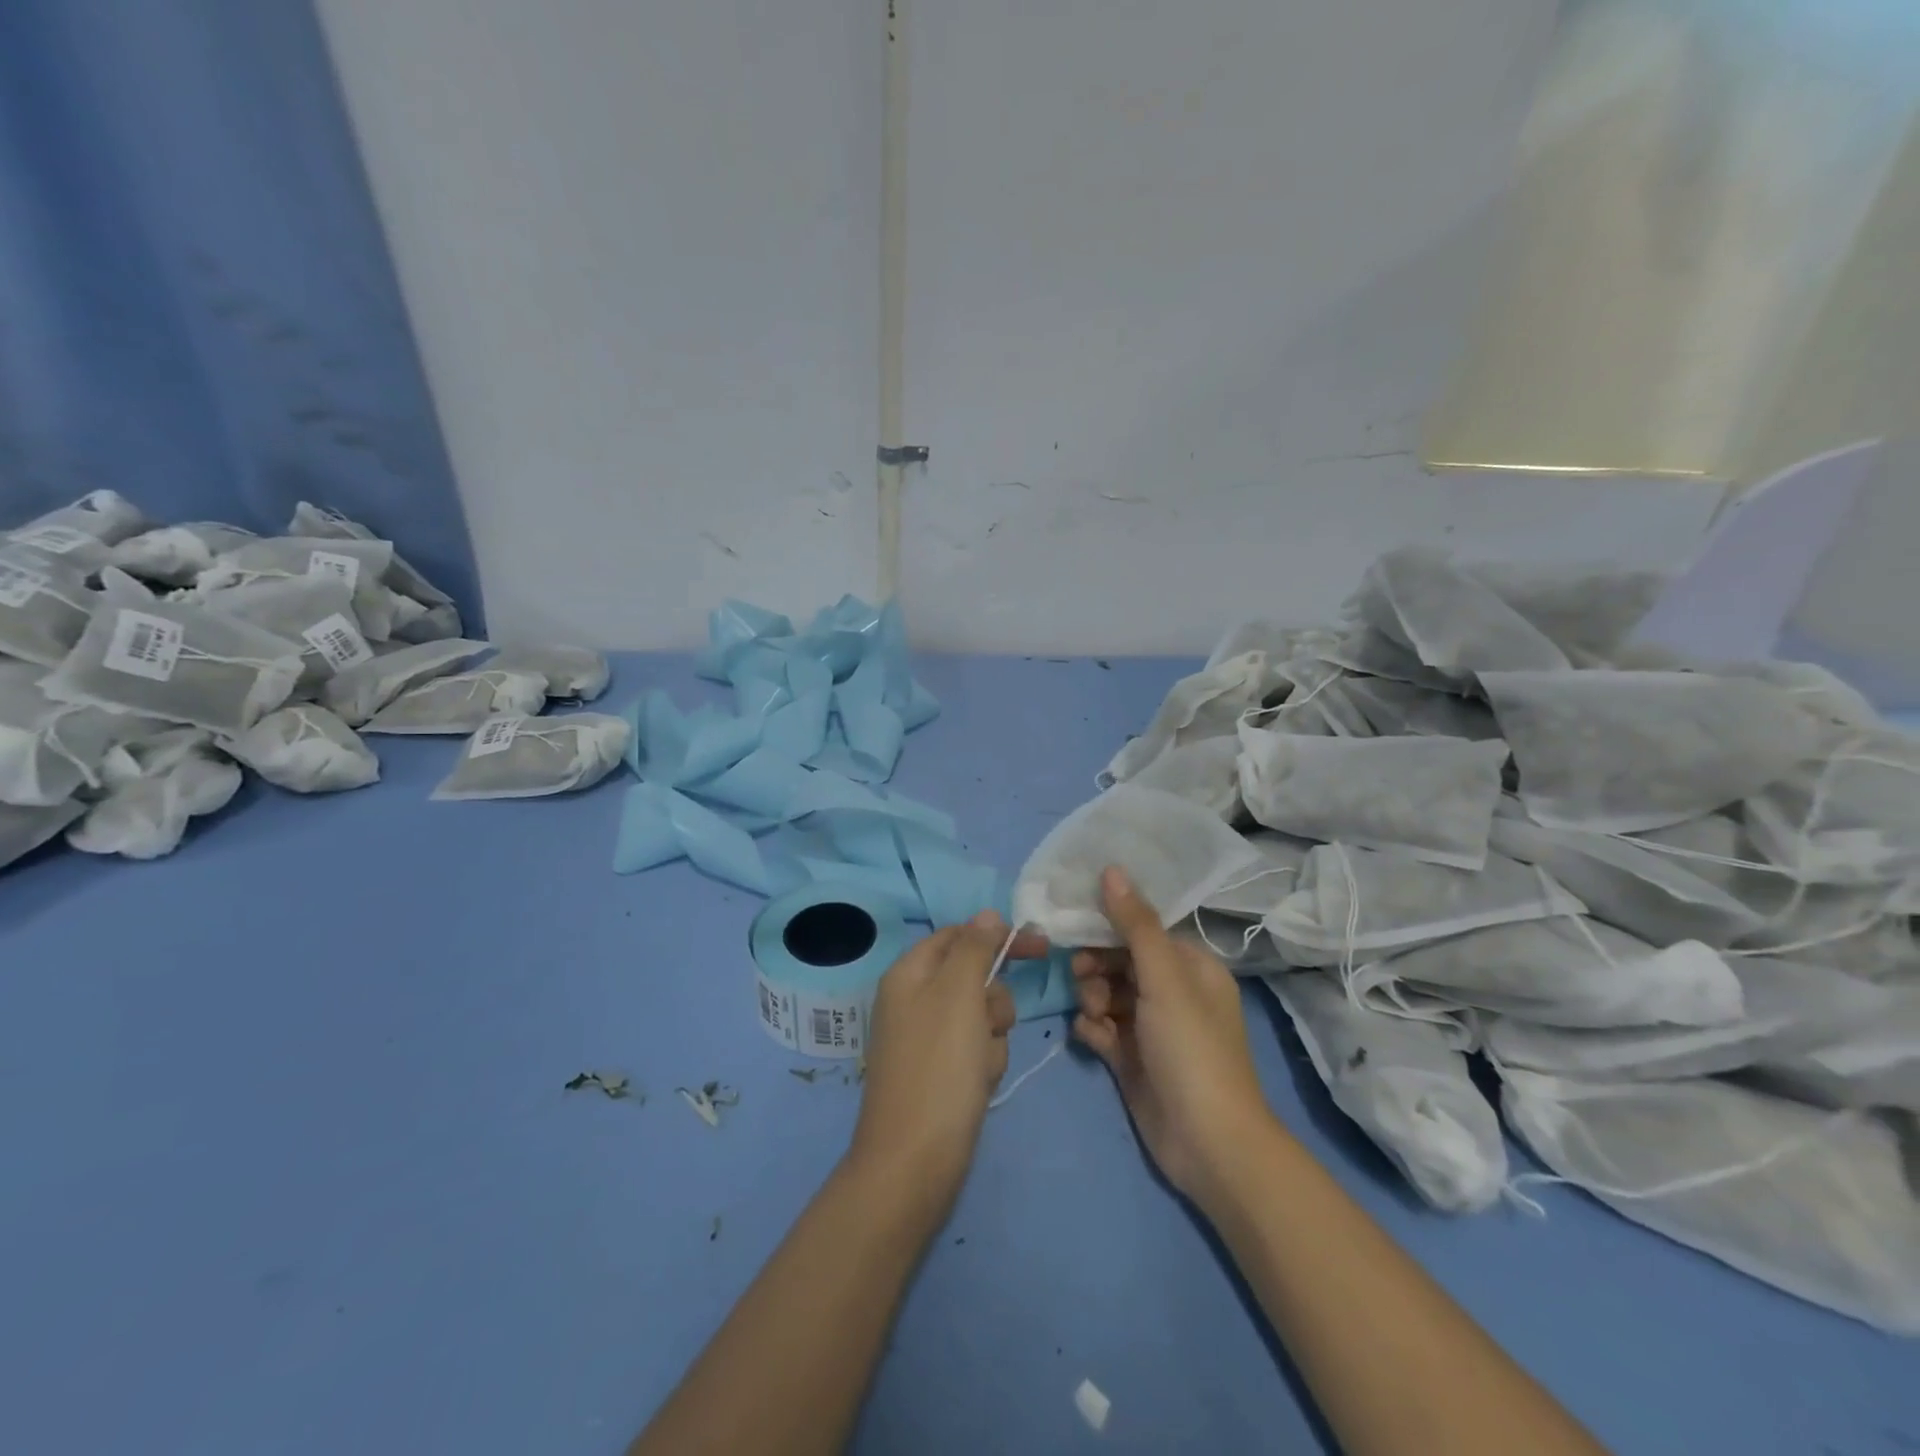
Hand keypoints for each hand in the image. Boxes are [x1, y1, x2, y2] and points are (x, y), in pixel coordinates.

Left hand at [846, 912, 1046, 1219]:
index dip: (998, 937)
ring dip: (992, 1036)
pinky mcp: (941, 1071)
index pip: (960, 935)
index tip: (1041, 947)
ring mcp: (927, 1038)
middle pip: (975, 977)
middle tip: (989, 1023)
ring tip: (979, 1065)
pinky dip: (985, 1063)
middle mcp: (914, 999)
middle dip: (994, 1000)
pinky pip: (977, 1049)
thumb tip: (987, 914)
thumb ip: (974, 947)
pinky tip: (977, 1086)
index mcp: (909, 973)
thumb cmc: (939, 1067)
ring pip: (983, 1015)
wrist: (915, 1162)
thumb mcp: (958, 993)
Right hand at [1072, 867, 1279, 1208]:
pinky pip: (1102, 1028)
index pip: (1142, 930)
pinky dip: (1093, 1030)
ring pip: (1106, 993)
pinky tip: (1093, 1040)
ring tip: (1094, 1016)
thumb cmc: (1192, 1049)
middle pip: (1119, 960)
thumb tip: (1111, 869)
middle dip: (1096, 966)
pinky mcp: (1132, 1058)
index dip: (1109, 925)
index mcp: (1191, 967)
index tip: (1076, 924)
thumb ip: (1135, 924)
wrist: (1208, 1145)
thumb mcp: (1164, 979)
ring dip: (1091, 998)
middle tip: (1082, 977)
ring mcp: (1151, 1027)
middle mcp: (1172, 991)